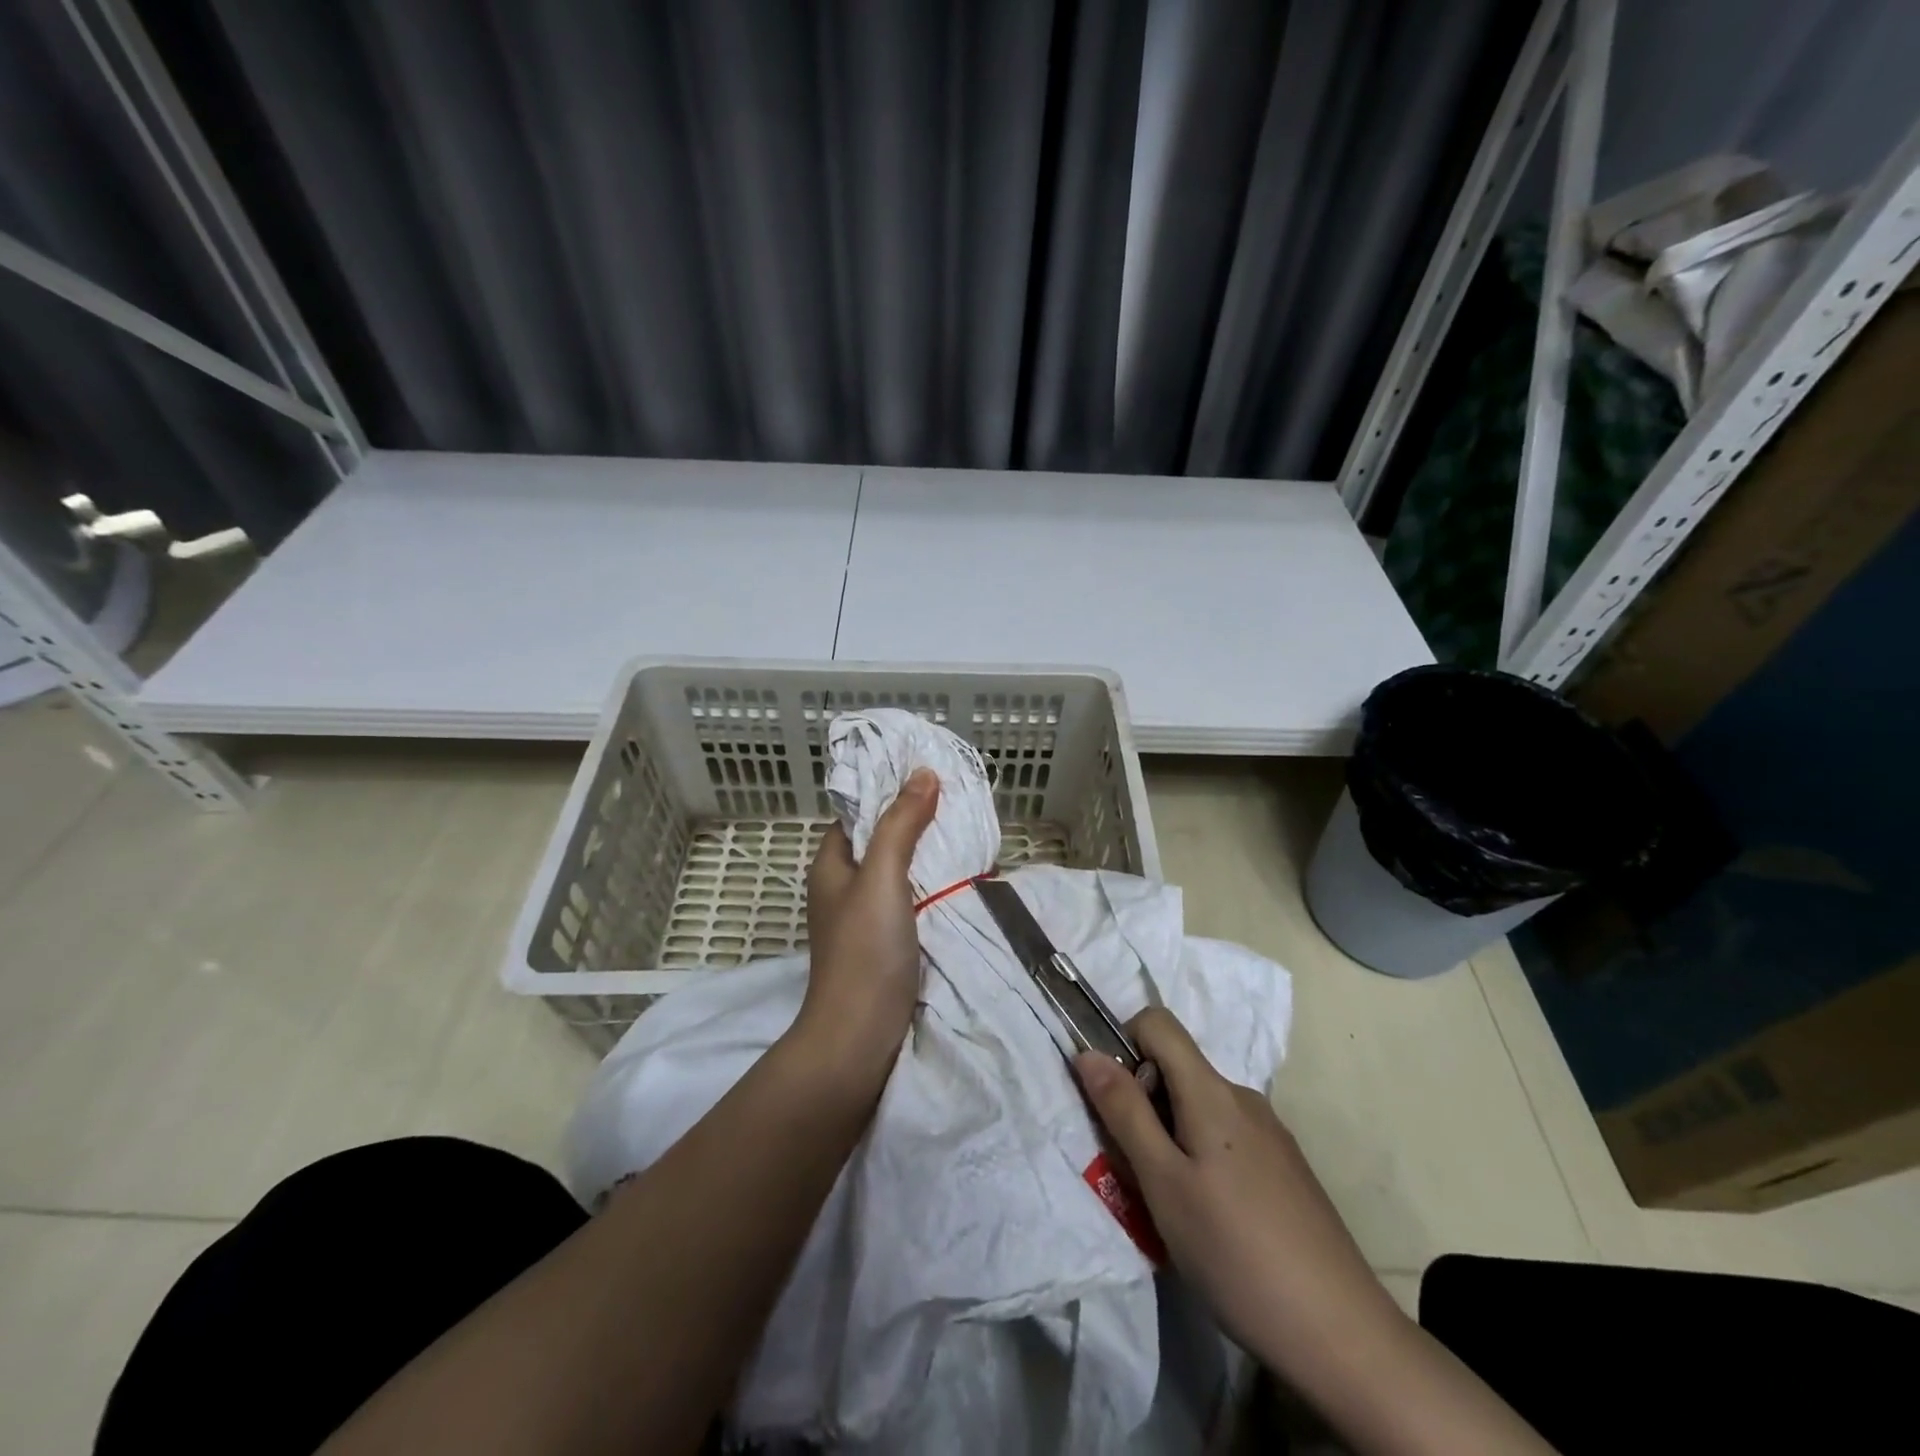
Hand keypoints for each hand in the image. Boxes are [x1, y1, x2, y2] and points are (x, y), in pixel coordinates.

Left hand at [793, 769, 940, 1080]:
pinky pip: (912, 900)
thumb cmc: (864, 950)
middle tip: (959, 802)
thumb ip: (900, 825)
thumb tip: (922, 774)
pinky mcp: (887, 942)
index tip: (929, 775)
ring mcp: (866, 917)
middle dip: (917, 821)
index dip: (889, 791)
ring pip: (900, 871)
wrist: (860, 1037)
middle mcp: (845, 886)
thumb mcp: (882, 876)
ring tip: (968, 834)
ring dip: (929, 855)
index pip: (858, 812)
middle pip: (882, 840)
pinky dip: (934, 886)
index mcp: (831, 864)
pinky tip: (963, 879)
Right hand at [1074, 1009, 1394, 1371]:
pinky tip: (1214, 1222)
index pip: (1158, 1022)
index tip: (1116, 1103)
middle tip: (1140, 1172)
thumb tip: (1088, 1052)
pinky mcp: (1286, 1168)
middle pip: (1177, 1070)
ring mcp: (1271, 1133)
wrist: (1343, 1336)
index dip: (1124, 1045)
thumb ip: (1124, 1112)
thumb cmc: (1236, 1252)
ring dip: (1171, 1139)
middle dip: (1144, 1106)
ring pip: (1199, 1109)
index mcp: (1212, 1091)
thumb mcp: (1163, 1183)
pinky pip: (1226, 1138)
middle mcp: (1244, 1098)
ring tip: (1174, 1207)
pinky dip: (1202, 1160)